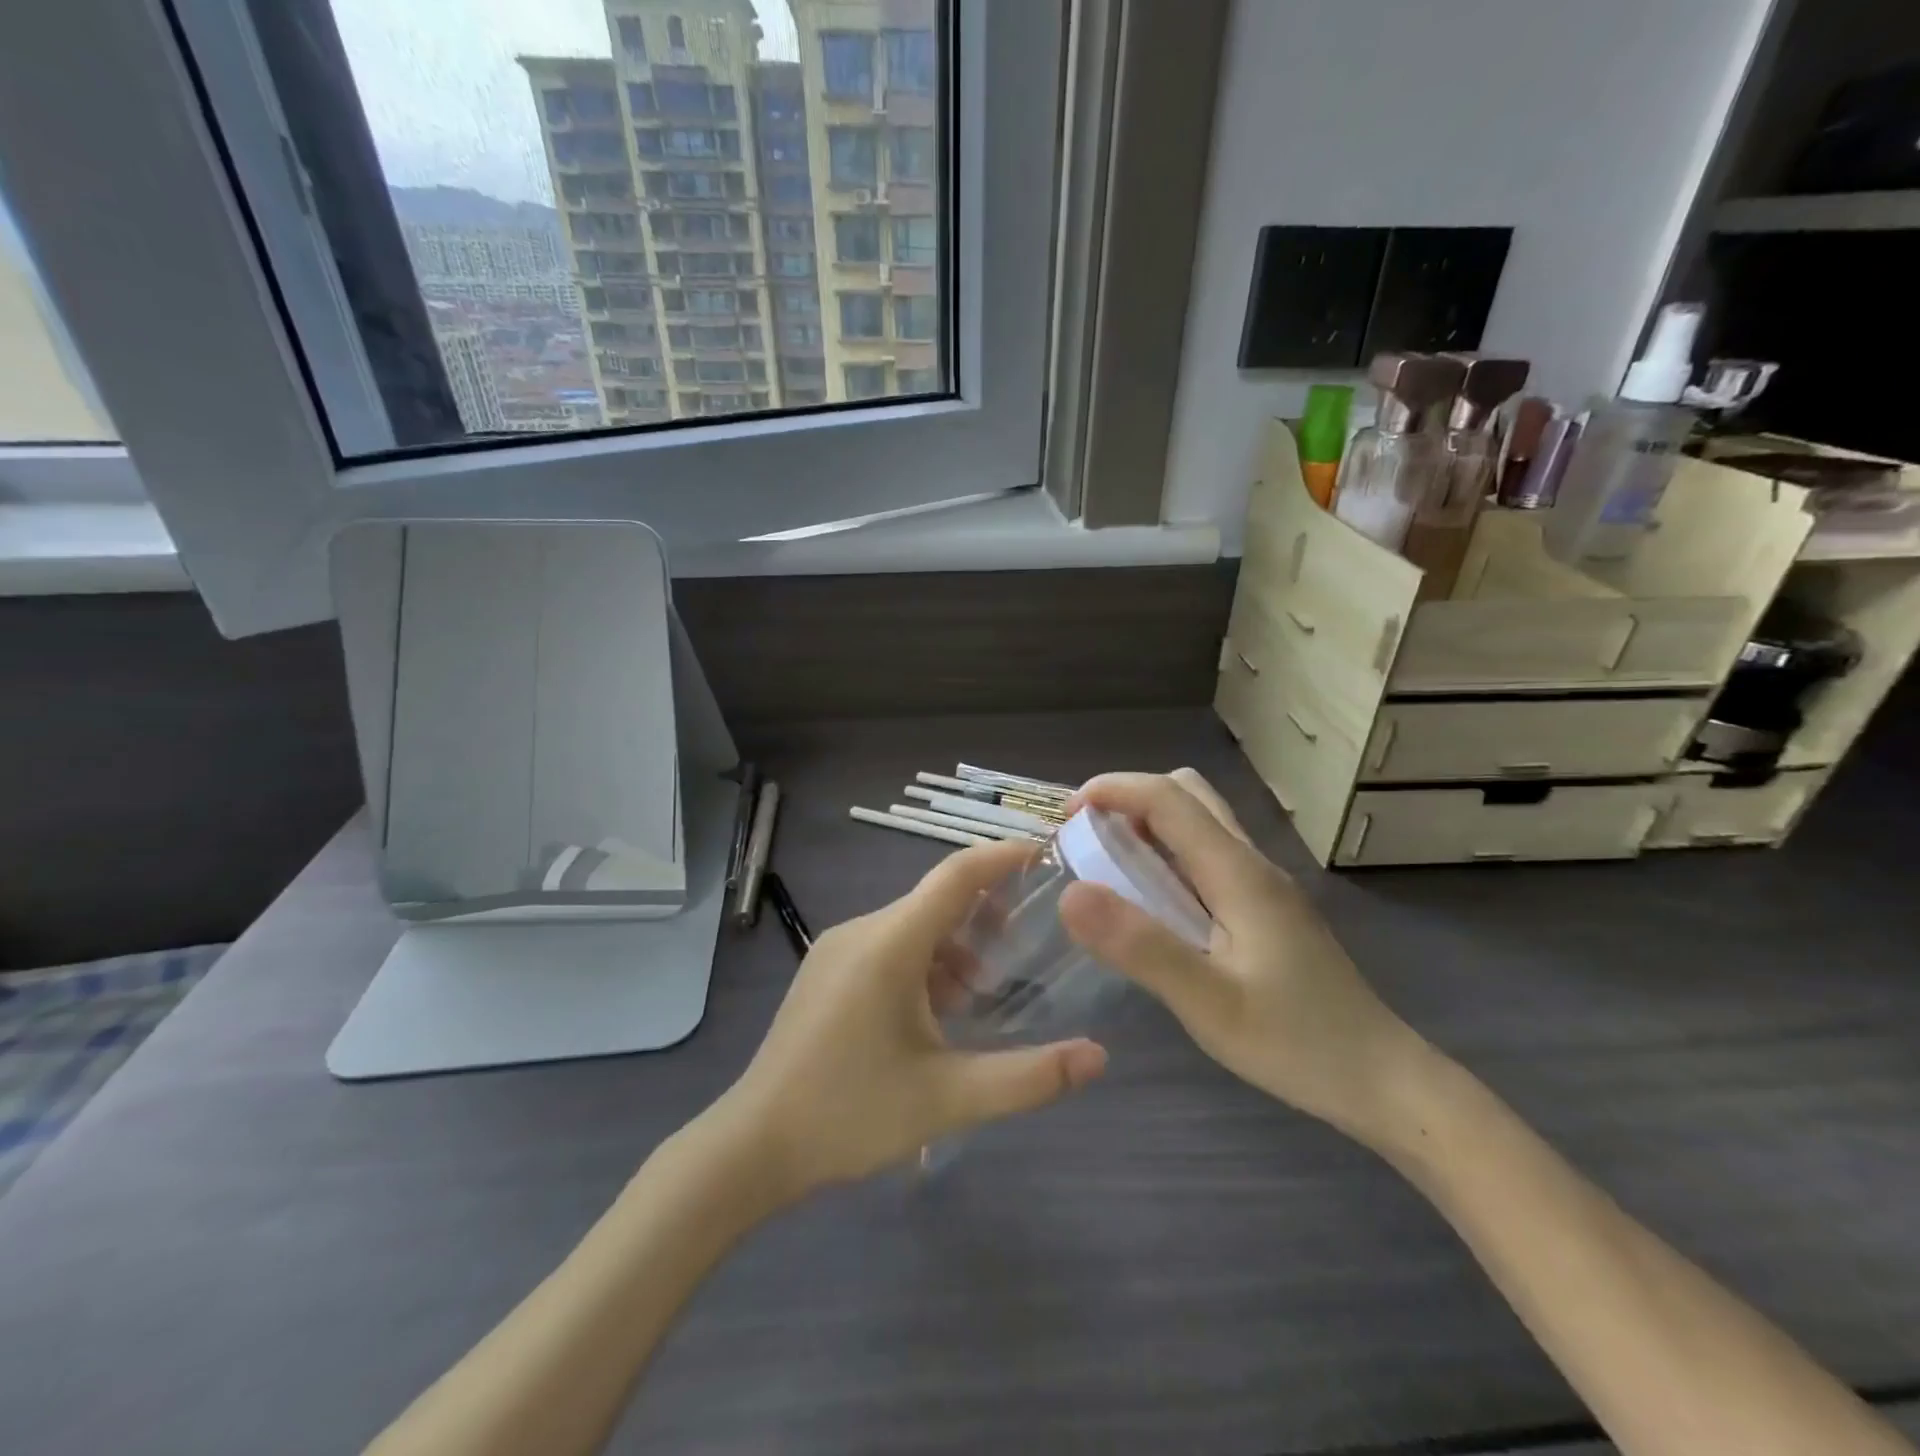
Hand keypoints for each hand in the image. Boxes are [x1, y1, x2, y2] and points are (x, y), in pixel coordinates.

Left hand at [720, 840, 1107, 1198]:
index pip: (956, 875)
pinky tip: (934, 1012)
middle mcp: (863, 930)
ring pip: (912, 926)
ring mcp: (837, 948)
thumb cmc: (851, 1113)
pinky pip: (887, 945)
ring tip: (980, 995)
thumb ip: (1028, 1077)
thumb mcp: (948, 1098)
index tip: (1045, 855)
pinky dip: (923, 962)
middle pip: (936, 900)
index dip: (1002, 857)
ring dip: (953, 947)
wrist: (753, 1144)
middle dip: (985, 915)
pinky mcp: (826, 970)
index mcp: (890, 943)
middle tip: (1027, 945)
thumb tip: (1098, 1057)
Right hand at [1057, 770, 1426, 1145]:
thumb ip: (1140, 946)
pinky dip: (1167, 856)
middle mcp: (1251, 863)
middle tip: (1088, 842)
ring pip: (1199, 823)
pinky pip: (1206, 856)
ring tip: (1108, 870)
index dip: (1113, 789)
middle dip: (1129, 800)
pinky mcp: (1265, 908)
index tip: (1066, 815)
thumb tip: (1070, 893)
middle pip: (1187, 794)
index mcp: (1238, 872)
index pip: (1169, 797)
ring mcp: (1262, 885)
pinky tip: (1152, 906)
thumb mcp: (1208, 1003)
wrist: (1381, 1080)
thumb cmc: (1296, 1043)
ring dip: (1148, 826)